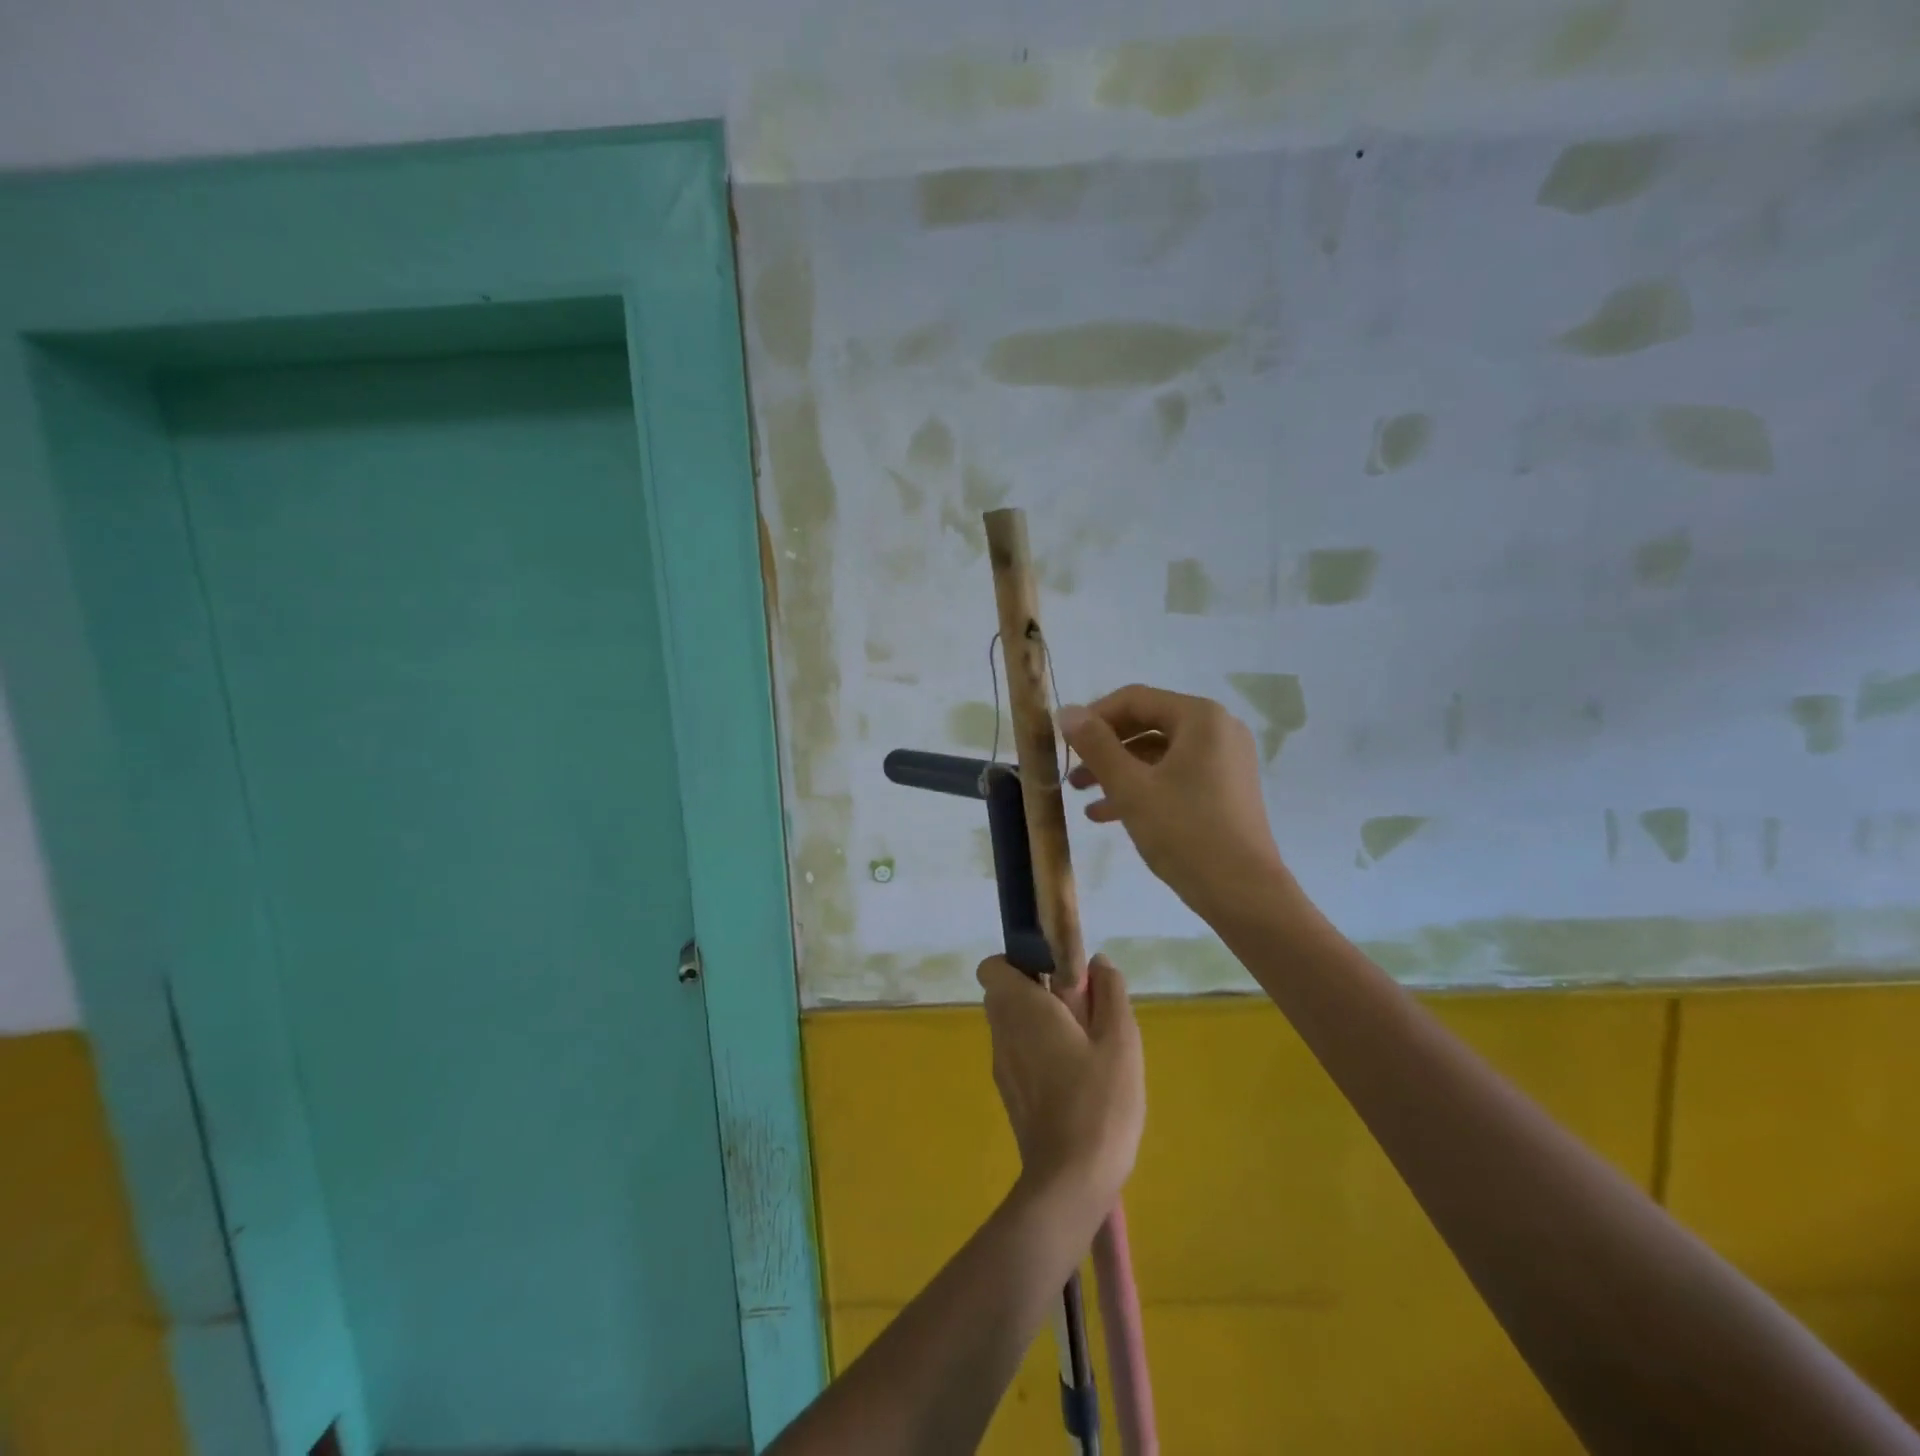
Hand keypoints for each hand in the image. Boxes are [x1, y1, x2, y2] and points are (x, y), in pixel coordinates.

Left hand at [978, 954, 1144, 1214]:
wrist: (1070, 1182)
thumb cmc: (1098, 1102)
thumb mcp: (1120, 1041)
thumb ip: (1110, 993)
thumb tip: (1097, 962)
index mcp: (1021, 1008)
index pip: (993, 966)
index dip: (1020, 960)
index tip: (1056, 971)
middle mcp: (1002, 1031)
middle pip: (1004, 993)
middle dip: (1037, 989)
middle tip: (1080, 1005)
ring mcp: (1001, 1065)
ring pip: (1012, 1024)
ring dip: (1040, 1021)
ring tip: (1085, 1041)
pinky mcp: (1009, 1094)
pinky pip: (1018, 1053)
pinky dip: (1038, 1050)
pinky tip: (1076, 1074)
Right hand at [1059, 684, 1286, 917]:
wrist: (1244, 893)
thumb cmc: (1184, 832)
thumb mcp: (1130, 787)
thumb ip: (1096, 745)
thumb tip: (1067, 711)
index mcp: (1200, 718)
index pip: (1134, 699)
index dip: (1094, 717)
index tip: (1064, 742)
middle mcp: (1218, 730)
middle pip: (1147, 724)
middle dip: (1105, 748)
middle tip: (1072, 771)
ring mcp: (1225, 761)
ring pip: (1159, 754)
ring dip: (1118, 771)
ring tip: (1081, 796)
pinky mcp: (1225, 790)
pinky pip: (1175, 775)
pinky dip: (1143, 787)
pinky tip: (1107, 814)